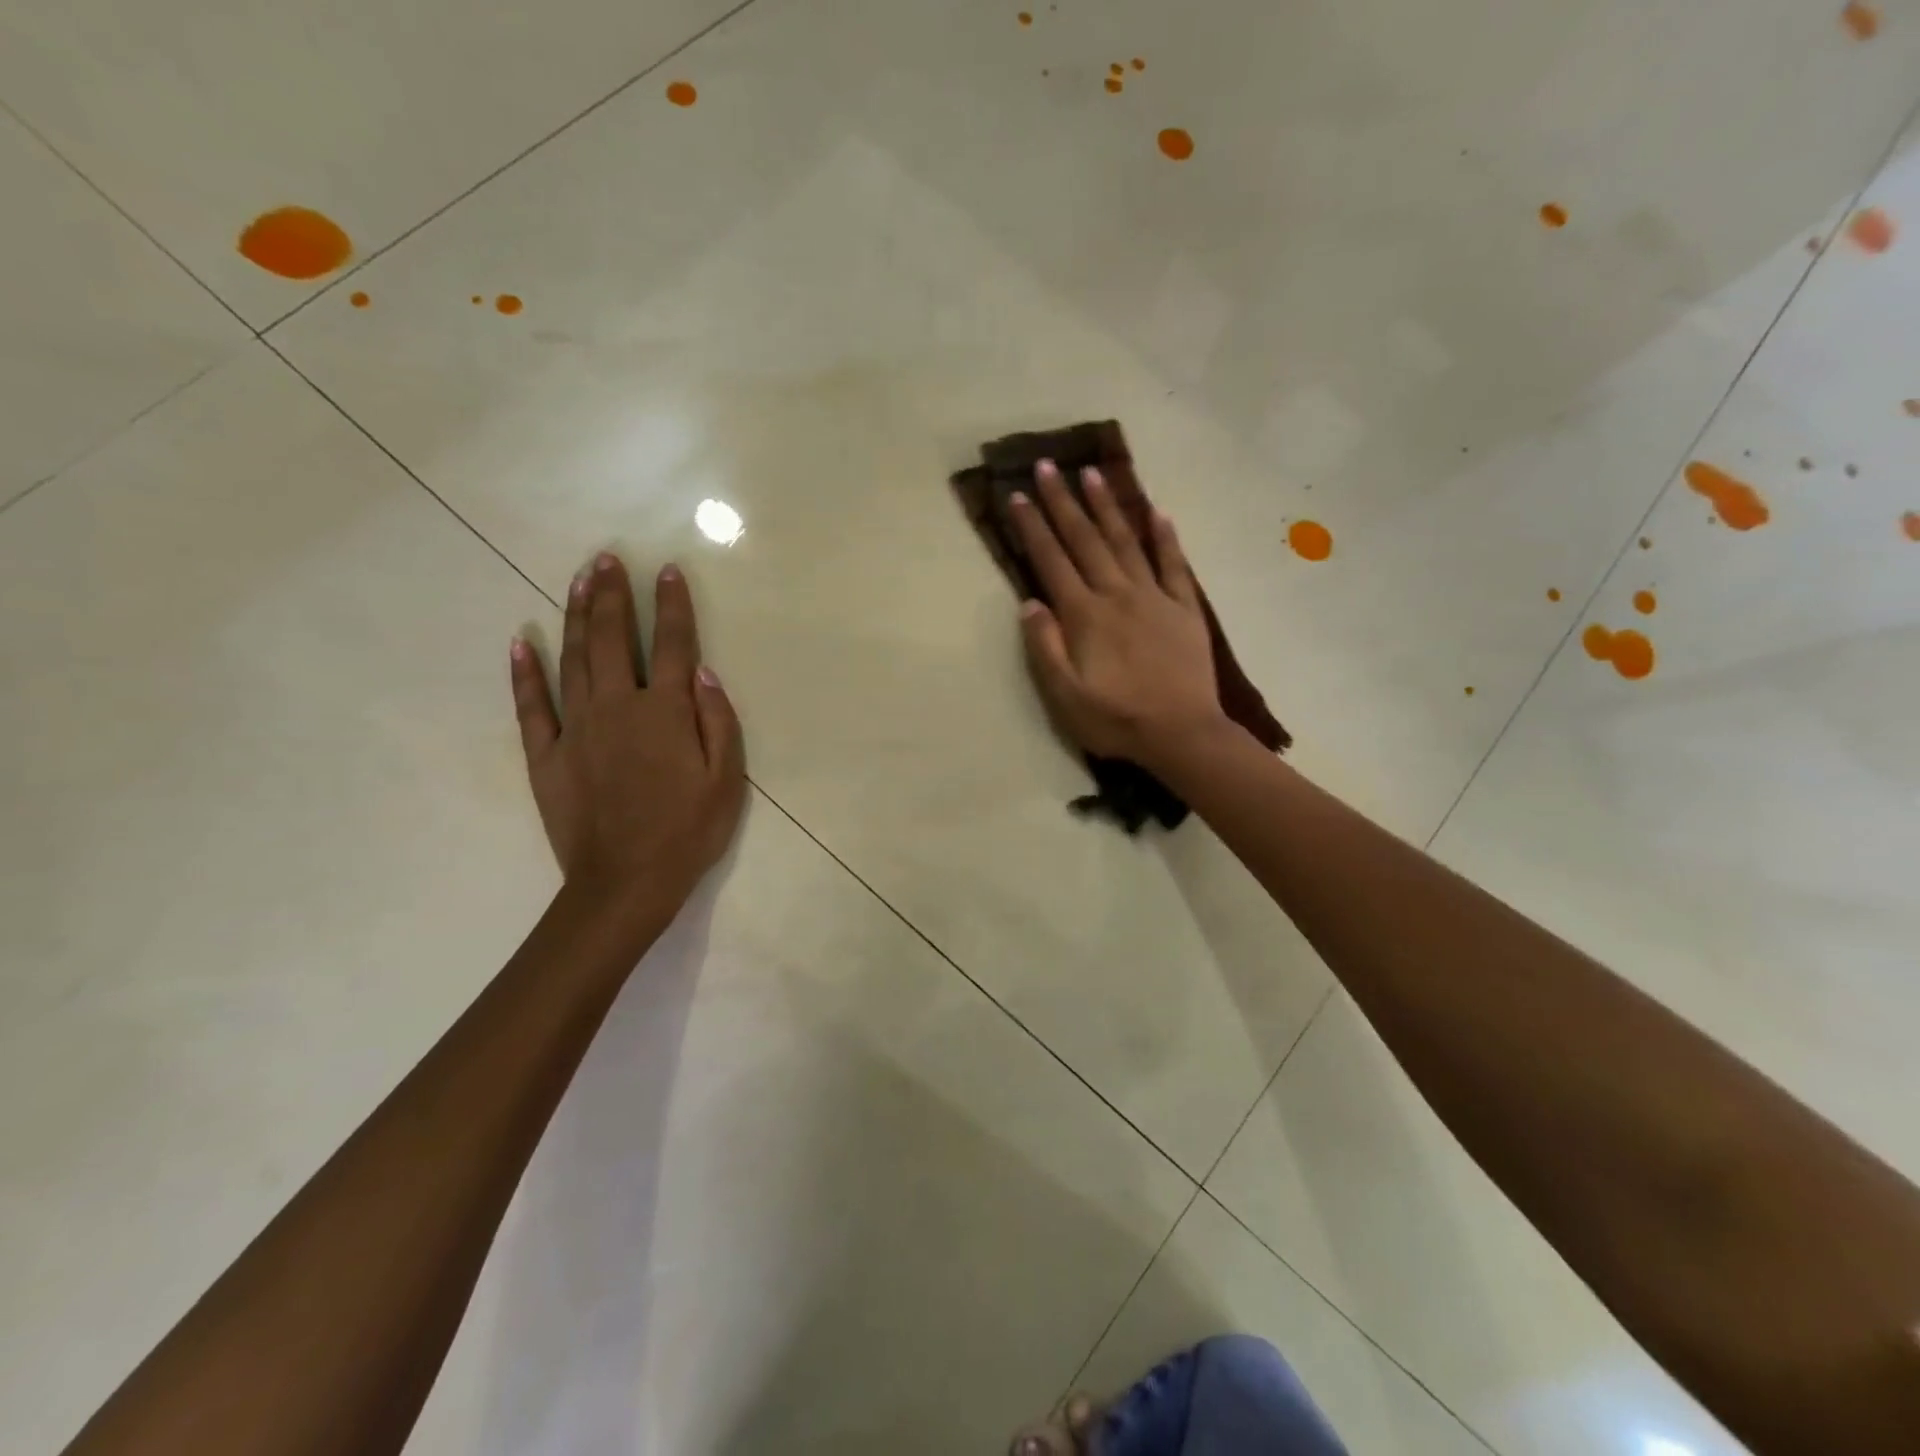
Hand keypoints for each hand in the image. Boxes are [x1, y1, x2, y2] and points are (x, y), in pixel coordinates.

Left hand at [509, 553, 745, 928]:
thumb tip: (704, 673)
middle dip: (611, 595)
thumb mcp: (727, 780)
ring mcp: (577, 728)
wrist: (625, 882)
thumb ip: (718, 721)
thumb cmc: (688, 832)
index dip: (672, 605)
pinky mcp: (547, 755)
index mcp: (665, 712)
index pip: (672, 645)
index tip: (666, 570)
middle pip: (613, 639)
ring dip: (575, 616)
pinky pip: (532, 706)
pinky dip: (525, 672)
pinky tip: (521, 642)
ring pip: (573, 659)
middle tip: (606, 558)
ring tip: (578, 580)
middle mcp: (618, 707)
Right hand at [1009, 461, 1229, 771]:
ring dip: (1108, 507)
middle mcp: (1117, 595)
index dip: (1033, 528)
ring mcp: (1154, 598)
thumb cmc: (1116, 720)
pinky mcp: (1184, 609)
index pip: (1052, 561)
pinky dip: (1165, 538)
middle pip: (1085, 540)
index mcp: (1085, 616)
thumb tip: (1029, 602)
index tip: (1017, 496)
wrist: (1182, 734)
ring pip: (1126, 542)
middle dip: (1063, 502)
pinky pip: (1174, 565)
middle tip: (1048, 466)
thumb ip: (1045, 647)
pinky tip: (1158, 512)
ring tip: (1093, 473)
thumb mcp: (1065, 696)